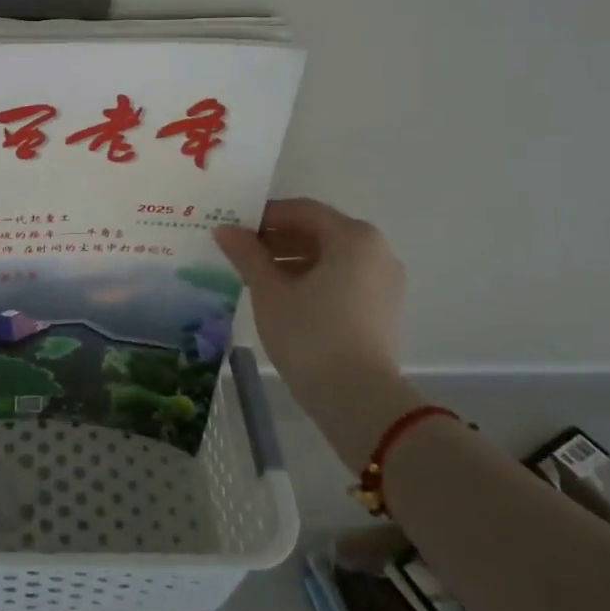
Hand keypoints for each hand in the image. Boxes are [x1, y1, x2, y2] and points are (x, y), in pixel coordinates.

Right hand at [213, 198, 404, 396]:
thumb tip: (225, 229)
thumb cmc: (310, 334)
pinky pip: (343, 278)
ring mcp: (384, 281)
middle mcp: (376, 251)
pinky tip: (283, 296)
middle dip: (277, 238)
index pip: (302, 211)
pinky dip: (313, 278)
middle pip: (319, 231)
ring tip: (256, 275)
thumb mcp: (269, 291)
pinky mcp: (383, 308)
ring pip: (331, 257)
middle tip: (240, 252)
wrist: (358, 399)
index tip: (234, 228)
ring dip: (292, 259)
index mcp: (353, 237)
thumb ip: (247, 254)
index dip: (264, 216)